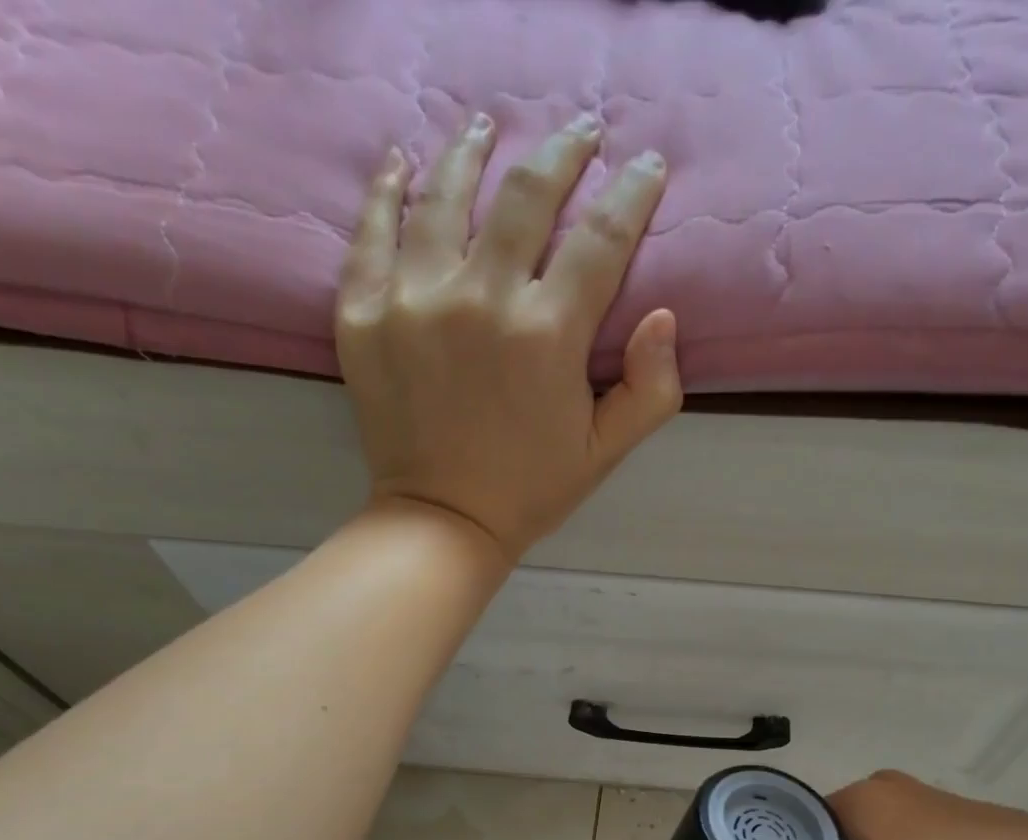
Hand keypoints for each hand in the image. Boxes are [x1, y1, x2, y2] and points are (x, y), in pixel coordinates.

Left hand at [336, 114, 682, 560]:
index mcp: (548, 335)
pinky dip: (388, 189)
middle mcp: (480, 299)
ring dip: (472, 151)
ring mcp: (413, 299)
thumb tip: (663, 316)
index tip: (646, 167)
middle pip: (525, 194)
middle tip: (579, 135)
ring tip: (486, 129)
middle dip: (562, 154)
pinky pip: (372, 229)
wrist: (443, 521)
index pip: (600, 238)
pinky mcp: (363, 312)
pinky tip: (403, 164)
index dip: (631, 194)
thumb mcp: (606, 452)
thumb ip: (650, 389)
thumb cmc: (532, 489)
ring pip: (444, 194)